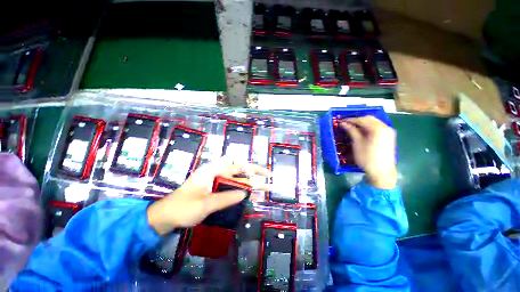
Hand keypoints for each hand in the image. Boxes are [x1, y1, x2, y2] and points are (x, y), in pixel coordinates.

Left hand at [147, 156, 270, 234]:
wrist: (166, 216)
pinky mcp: (216, 189)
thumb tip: (245, 193)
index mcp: (212, 170)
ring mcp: (217, 181)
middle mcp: (216, 173)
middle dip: (255, 173)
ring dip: (251, 183)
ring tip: (264, 189)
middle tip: (269, 177)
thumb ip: (225, 198)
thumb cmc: (182, 208)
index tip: (259, 174)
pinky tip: (250, 196)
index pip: (234, 162)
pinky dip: (242, 191)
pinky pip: (232, 188)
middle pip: (239, 170)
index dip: (249, 166)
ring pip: (237, 179)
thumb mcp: (204, 204)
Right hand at [340, 116, 396, 188]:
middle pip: (369, 119)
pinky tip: (361, 131)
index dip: (350, 120)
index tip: (340, 121)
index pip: (362, 120)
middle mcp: (385, 127)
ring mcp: (388, 132)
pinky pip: (377, 127)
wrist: (382, 172)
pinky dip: (368, 127)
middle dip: (357, 120)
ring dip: (362, 123)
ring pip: (373, 122)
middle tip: (346, 123)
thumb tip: (343, 123)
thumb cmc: (367, 158)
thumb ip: (351, 131)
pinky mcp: (388, 136)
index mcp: (378, 128)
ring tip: (352, 127)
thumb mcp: (357, 143)